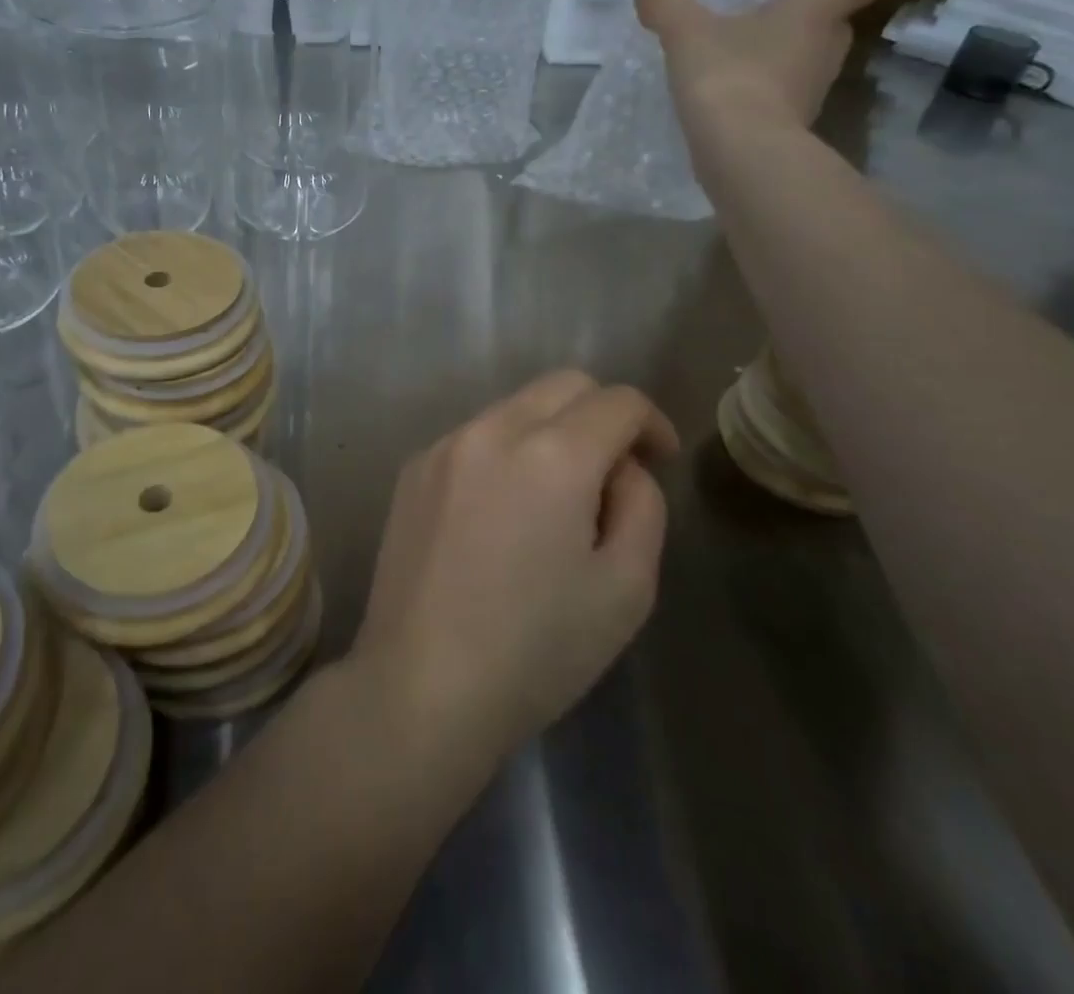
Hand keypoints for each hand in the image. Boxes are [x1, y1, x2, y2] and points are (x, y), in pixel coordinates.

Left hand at [350, 371, 678, 767]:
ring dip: (550, 433)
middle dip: (601, 415)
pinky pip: (475, 437)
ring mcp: (445, 445)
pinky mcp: (413, 469)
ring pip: (516, 407)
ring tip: (553, 500)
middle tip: (612, 475)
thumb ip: (643, 505)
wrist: (420, 687)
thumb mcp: (627, 588)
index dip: (651, 423)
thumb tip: (621, 467)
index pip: (617, 401)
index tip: (660, 460)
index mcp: (553, 454)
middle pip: (564, 385)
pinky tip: (500, 514)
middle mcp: (493, 430)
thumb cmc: (536, 650)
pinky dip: (505, 452)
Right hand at [635, 0, 887, 134]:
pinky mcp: (795, 124)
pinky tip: (731, 94)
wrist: (740, 153)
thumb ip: (666, 6)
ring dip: (783, 55)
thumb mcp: (686, 33)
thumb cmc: (726, 76)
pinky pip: (787, 95)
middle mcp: (827, 47)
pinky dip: (767, 91)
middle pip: (835, 20)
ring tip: (740, 55)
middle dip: (805, 14)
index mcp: (816, 11)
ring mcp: (815, 90)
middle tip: (765, 12)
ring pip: (810, 59)